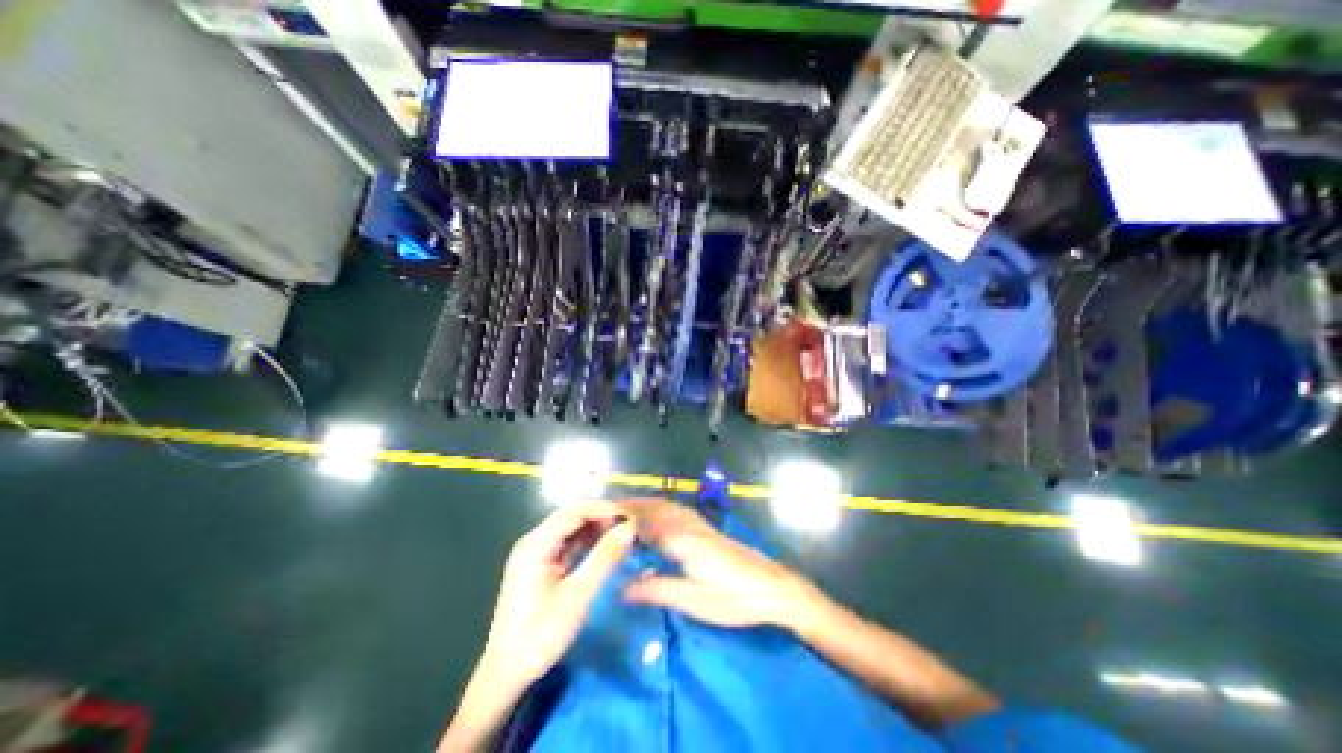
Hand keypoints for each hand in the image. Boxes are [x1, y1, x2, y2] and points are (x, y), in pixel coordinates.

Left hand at [479, 503, 635, 690]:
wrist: (506, 674)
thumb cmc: (540, 636)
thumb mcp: (577, 596)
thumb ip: (604, 558)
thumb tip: (630, 527)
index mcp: (536, 544)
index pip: (575, 511)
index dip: (605, 508)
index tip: (632, 513)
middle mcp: (534, 540)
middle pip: (573, 515)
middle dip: (603, 516)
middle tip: (632, 523)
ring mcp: (537, 551)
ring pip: (573, 527)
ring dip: (598, 527)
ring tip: (625, 532)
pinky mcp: (542, 563)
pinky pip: (569, 542)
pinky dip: (589, 541)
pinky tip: (608, 545)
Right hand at [617, 501, 819, 629]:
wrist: (772, 586)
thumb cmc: (734, 598)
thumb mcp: (694, 601)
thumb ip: (657, 590)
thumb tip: (621, 589)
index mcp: (683, 540)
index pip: (646, 522)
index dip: (622, 517)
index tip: (600, 516)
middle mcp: (689, 524)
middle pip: (655, 507)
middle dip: (630, 505)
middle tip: (605, 510)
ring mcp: (700, 523)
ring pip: (666, 505)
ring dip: (644, 503)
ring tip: (623, 510)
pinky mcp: (707, 528)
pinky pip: (675, 510)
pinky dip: (658, 507)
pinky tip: (654, 516)